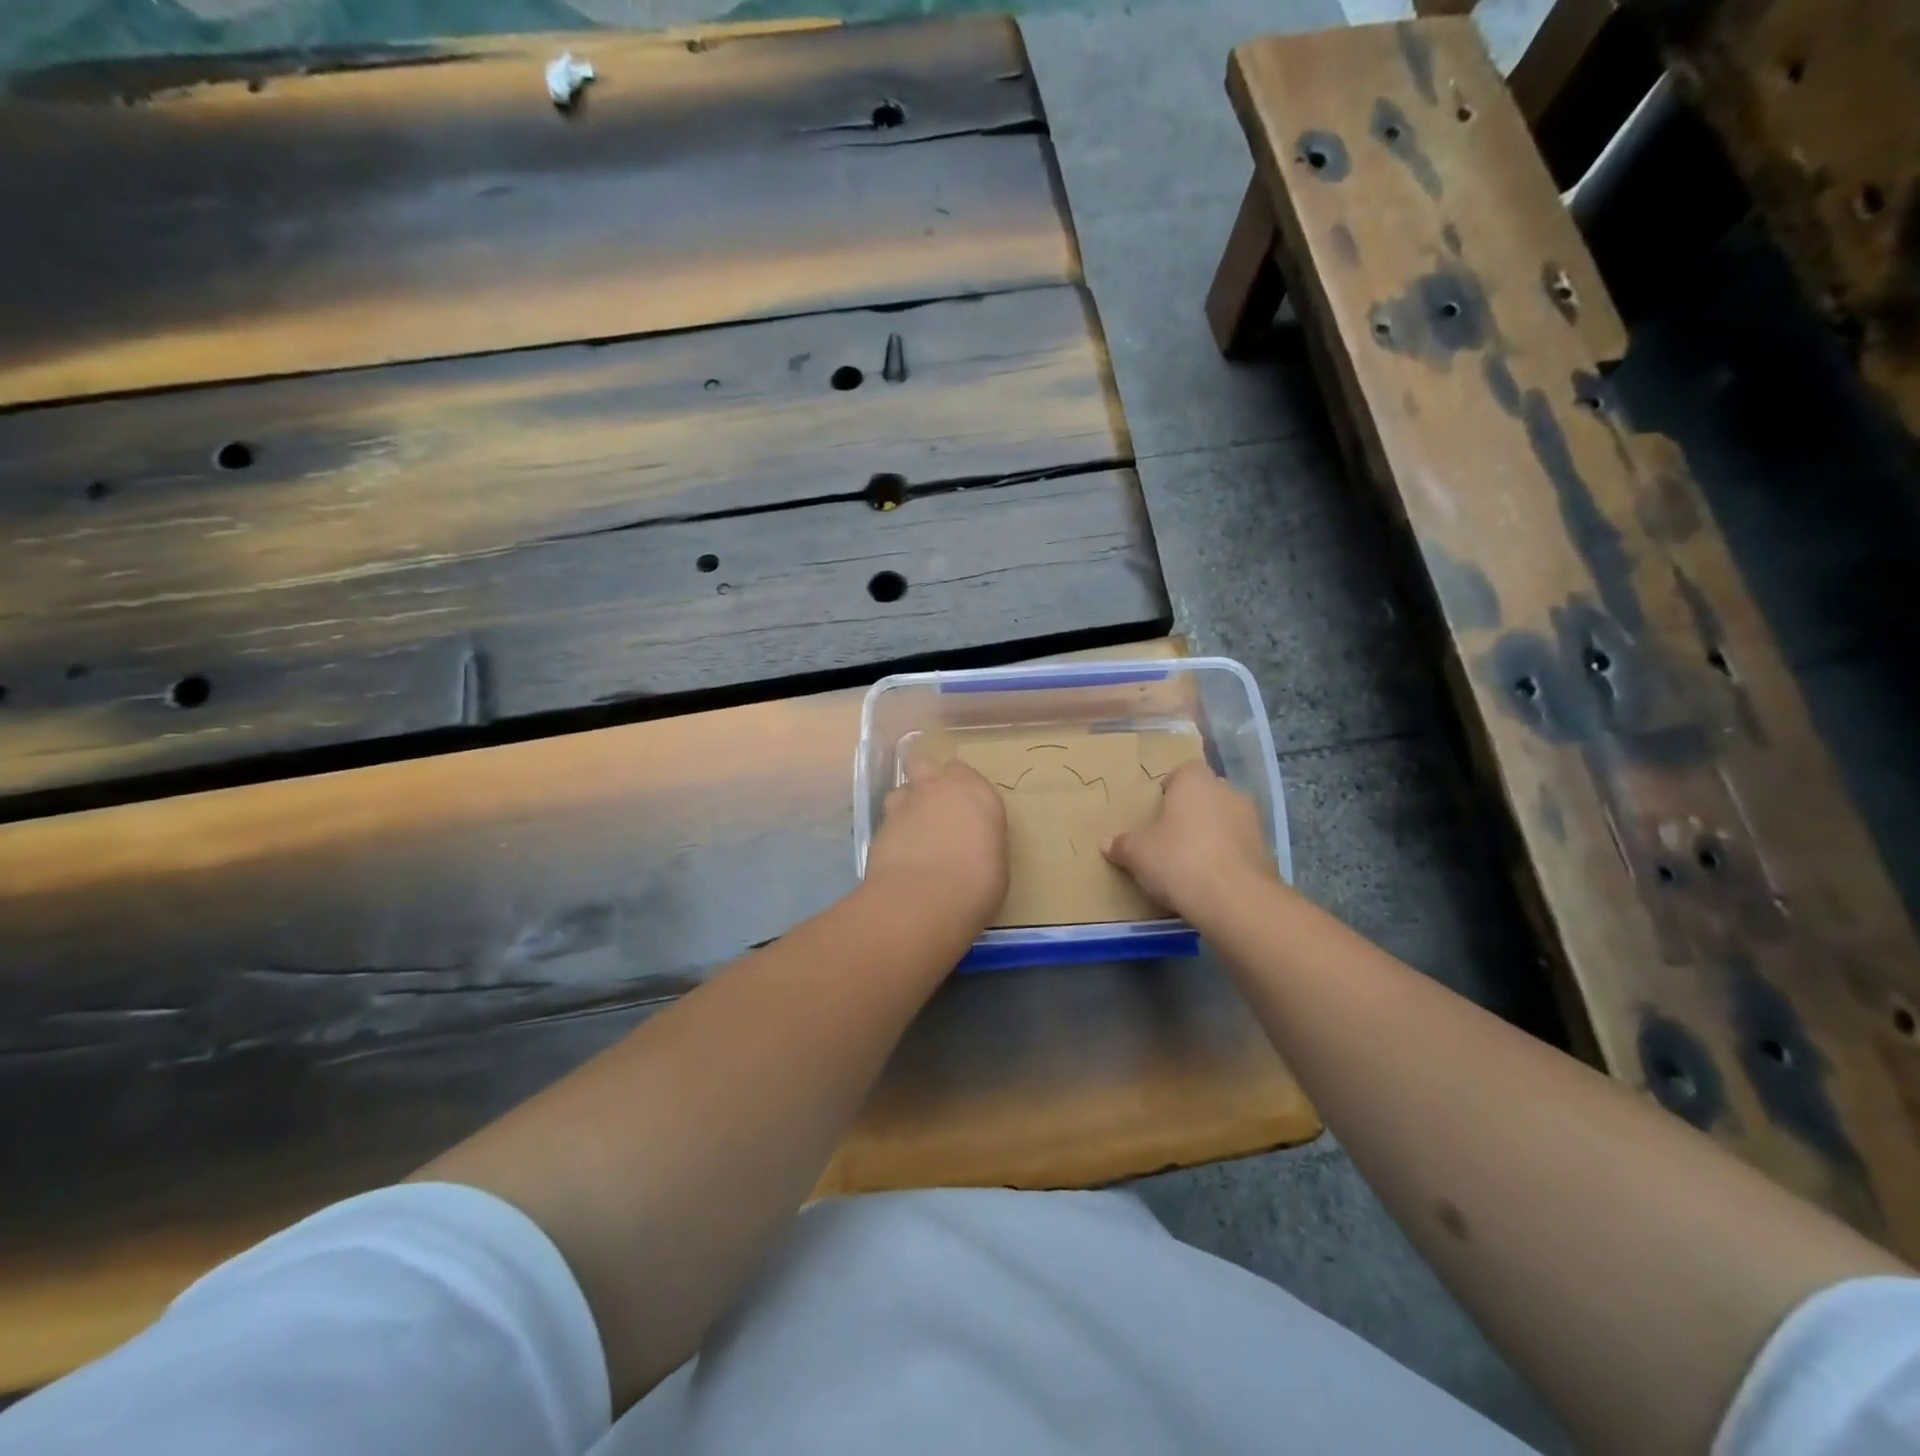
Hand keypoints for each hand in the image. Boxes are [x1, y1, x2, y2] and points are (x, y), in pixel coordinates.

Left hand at [865, 760, 1008, 929]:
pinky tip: (898, 855)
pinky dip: (892, 833)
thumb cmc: (977, 883)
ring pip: (901, 790)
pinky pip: (887, 820)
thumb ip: (979, 838)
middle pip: (924, 764)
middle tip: (933, 807)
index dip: (959, 786)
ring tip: (912, 833)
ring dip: (906, 805)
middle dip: (925, 778)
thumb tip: (970, 843)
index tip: (963, 806)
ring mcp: (905, 803)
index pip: (962, 771)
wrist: (926, 899)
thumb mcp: (995, 860)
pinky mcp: (880, 825)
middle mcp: (938, 787)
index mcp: (975, 792)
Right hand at [1102, 761, 1276, 918]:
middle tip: (1170, 837)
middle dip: (1191, 812)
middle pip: (1205, 795)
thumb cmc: (1178, 859)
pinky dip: (1226, 856)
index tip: (1156, 813)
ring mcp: (1252, 820)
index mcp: (1195, 781)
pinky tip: (1211, 879)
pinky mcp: (1265, 850)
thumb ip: (1122, 844)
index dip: (1168, 790)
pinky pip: (1238, 846)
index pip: (1182, 772)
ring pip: (1225, 820)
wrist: (1233, 898)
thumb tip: (1107, 843)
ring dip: (1211, 834)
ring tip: (1190, 862)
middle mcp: (1227, 791)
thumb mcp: (1137, 853)